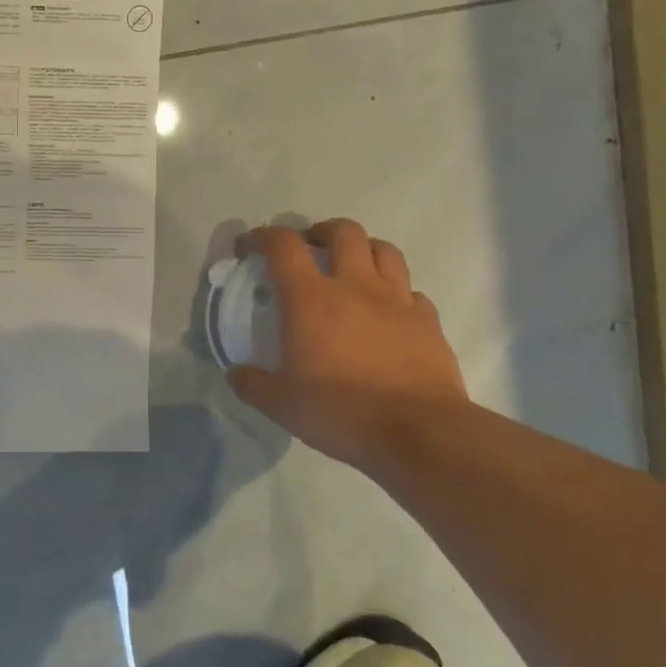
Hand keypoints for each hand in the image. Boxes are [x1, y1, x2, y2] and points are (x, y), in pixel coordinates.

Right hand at [228, 221, 468, 466]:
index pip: (283, 245)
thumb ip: (252, 384)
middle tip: (309, 250)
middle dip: (321, 232)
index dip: (262, 237)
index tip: (249, 248)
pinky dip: (397, 293)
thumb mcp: (281, 405)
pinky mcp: (428, 322)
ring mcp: (397, 301)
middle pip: (343, 232)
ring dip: (364, 250)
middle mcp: (355, 287)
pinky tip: (389, 312)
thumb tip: (236, 374)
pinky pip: (412, 292)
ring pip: (384, 250)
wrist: (419, 434)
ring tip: (352, 269)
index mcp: (311, 299)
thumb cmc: (342, 412)